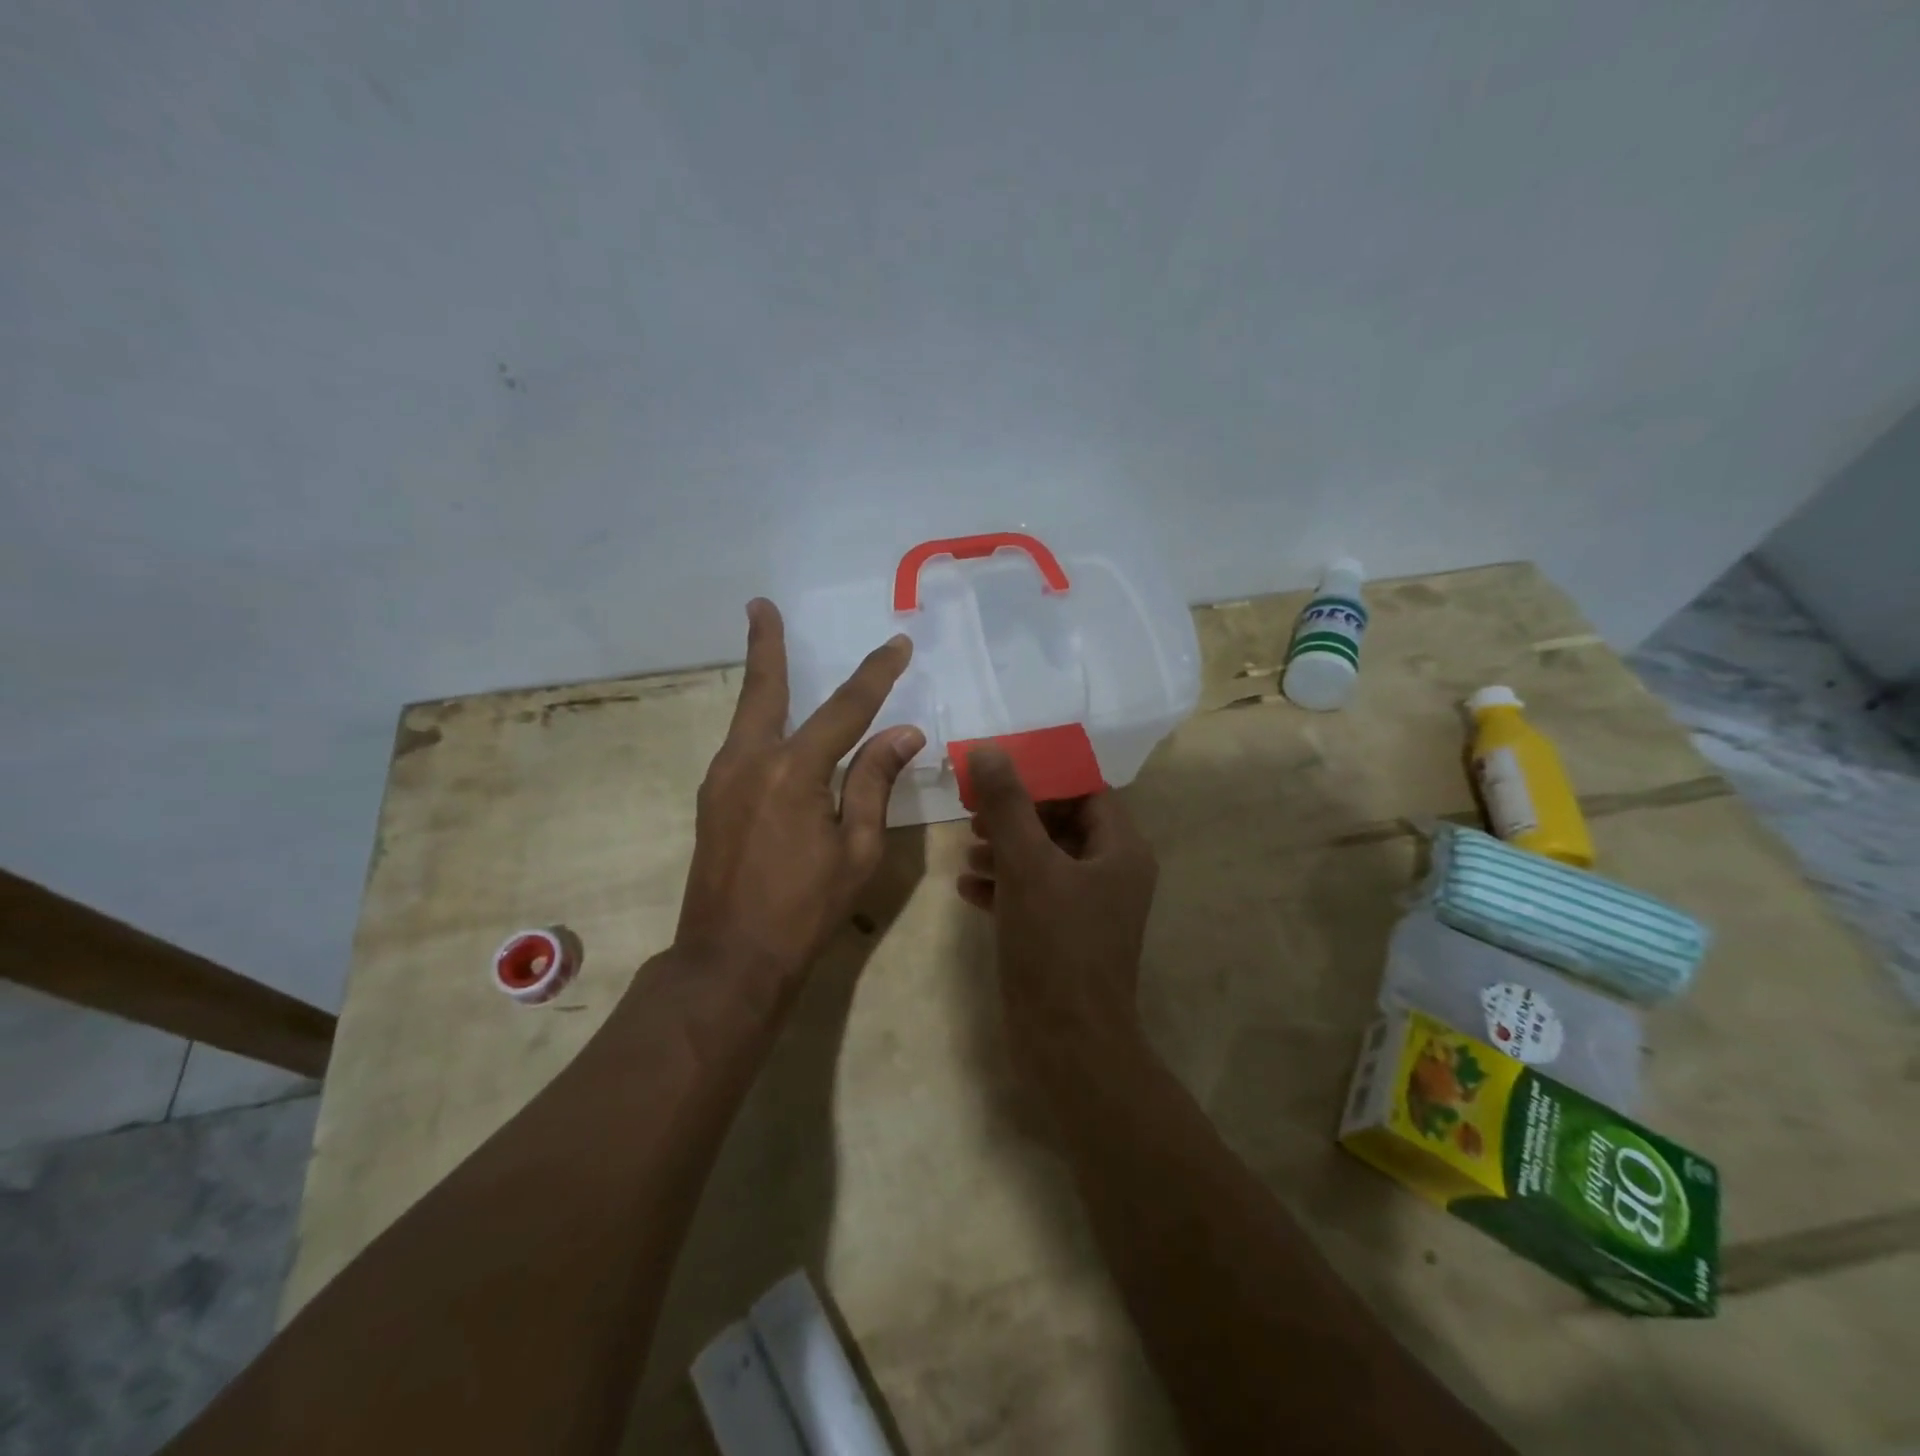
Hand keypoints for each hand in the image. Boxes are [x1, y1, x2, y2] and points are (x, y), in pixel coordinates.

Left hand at [675, 598, 923, 982]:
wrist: (729, 959)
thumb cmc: (805, 909)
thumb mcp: (858, 849)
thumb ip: (875, 782)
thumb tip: (903, 733)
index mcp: (794, 771)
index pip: (846, 708)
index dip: (875, 674)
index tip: (897, 645)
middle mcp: (750, 760)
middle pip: (764, 690)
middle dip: (767, 644)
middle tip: (760, 605)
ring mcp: (721, 778)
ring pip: (747, 716)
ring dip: (761, 681)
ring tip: (769, 648)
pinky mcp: (711, 799)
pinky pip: (741, 745)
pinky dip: (759, 722)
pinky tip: (771, 726)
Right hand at [958, 747, 1158, 1080]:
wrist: (1068, 1045)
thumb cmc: (1056, 946)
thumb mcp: (1027, 866)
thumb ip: (1008, 806)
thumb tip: (989, 750)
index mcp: (1120, 849)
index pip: (1085, 790)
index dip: (1042, 776)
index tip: (998, 773)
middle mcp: (1112, 873)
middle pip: (1062, 822)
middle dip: (1017, 815)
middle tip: (975, 812)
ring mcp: (1089, 907)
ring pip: (1045, 859)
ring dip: (1006, 849)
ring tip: (967, 850)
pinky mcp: (1065, 935)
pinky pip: (1035, 894)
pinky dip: (1005, 885)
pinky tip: (967, 888)